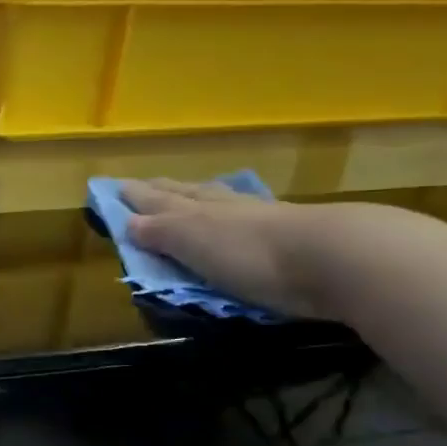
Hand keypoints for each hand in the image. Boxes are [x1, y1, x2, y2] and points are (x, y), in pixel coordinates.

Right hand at [119, 179, 373, 320]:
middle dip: (161, 192)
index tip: (112, 189)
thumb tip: (126, 221)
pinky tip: (236, 216)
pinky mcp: (287, 237)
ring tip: (184, 195)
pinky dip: (230, 215)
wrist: (334, 258)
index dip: (133, 197)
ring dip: (195, 198)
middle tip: (142, 187)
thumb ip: (159, 232)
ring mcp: (258, 219)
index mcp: (194, 209)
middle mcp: (223, 207)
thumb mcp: (191, 242)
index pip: (155, 200)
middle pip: (185, 194)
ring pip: (216, 202)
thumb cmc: (248, 253)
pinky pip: (246, 219)